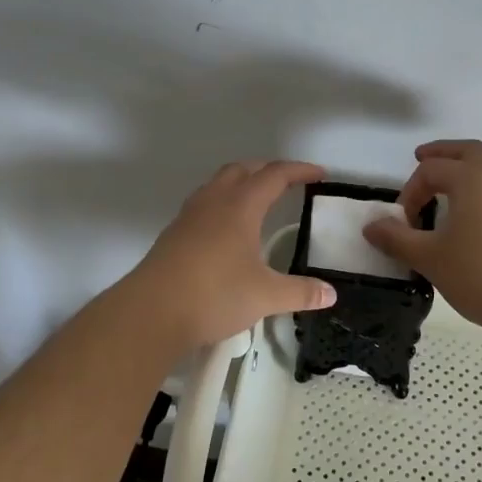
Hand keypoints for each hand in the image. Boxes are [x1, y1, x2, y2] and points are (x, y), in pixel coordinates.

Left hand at [129, 161, 338, 351]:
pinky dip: (222, 202)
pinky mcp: (174, 233)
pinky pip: (203, 203)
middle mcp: (214, 201)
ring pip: (218, 183)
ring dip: (241, 183)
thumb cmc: (214, 295)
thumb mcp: (265, 296)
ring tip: (257, 200)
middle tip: (288, 182)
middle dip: (267, 170)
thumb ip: (300, 292)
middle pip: (243, 169)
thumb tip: (330, 294)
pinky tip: (226, 229)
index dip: (299, 171)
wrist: (151, 311)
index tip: (318, 174)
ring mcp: (189, 215)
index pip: (274, 175)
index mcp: (240, 206)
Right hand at [364, 140, 481, 325]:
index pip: (431, 171)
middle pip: (469, 150)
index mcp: (470, 177)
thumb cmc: (479, 274)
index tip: (402, 221)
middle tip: (424, 158)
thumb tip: (371, 226)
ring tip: (468, 176)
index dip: (411, 191)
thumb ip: (397, 238)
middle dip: (445, 153)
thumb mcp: (428, 258)